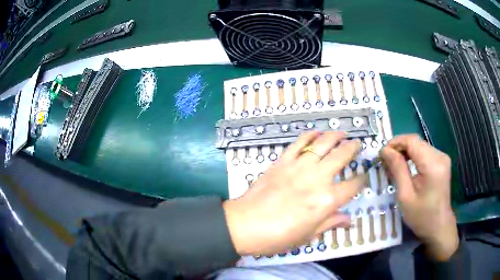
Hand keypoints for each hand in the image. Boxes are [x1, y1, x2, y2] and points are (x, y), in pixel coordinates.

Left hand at [223, 131, 365, 255]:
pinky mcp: (282, 161)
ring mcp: (299, 167)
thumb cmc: (278, 237)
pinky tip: (317, 132)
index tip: (364, 177)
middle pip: (341, 156)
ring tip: (342, 133)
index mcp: (326, 201)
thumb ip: (331, 223)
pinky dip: (310, 135)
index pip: (352, 186)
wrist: (245, 225)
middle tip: (357, 144)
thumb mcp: (308, 236)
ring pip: (323, 143)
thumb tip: (349, 220)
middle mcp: (317, 179)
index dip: (361, 180)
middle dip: (353, 148)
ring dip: (335, 136)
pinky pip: (299, 143)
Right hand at [380, 134, 458, 260]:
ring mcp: (443, 158)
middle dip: (399, 148)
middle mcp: (440, 156)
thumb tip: (385, 150)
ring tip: (394, 165)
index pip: (412, 141)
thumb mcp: (405, 196)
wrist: (439, 226)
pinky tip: (407, 167)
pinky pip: (425, 152)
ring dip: (406, 152)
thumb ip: (397, 169)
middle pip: (416, 142)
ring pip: (420, 146)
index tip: (381, 155)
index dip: (395, 143)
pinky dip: (413, 156)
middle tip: (386, 161)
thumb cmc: (421, 216)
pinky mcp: (442, 162)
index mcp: (432, 164)